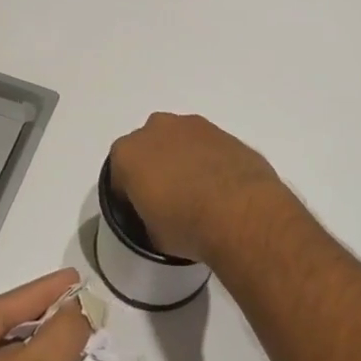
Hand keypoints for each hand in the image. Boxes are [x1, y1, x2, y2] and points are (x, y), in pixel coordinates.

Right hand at [108, 113, 291, 262]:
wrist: (241, 212)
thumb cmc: (187, 226)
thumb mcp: (153, 235)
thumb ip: (147, 215)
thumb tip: (158, 215)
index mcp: (128, 154)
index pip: (119, 174)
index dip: (129, 194)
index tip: (142, 211)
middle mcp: (156, 129)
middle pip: (148, 148)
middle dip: (155, 167)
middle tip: (169, 197)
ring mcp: (192, 126)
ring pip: (179, 141)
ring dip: (183, 159)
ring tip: (199, 191)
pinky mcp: (223, 131)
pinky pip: (207, 145)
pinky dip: (209, 159)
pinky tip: (221, 186)